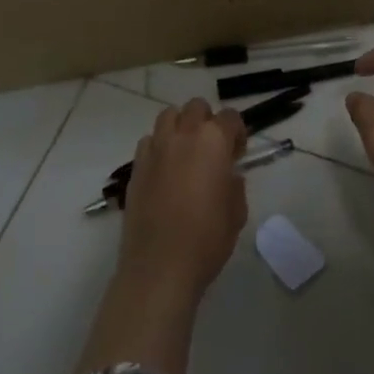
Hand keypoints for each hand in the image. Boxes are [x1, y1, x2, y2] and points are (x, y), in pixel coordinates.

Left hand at [117, 99, 248, 304]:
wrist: (160, 267)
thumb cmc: (207, 240)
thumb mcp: (237, 213)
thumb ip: (235, 185)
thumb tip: (228, 175)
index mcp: (213, 141)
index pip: (230, 117)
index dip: (237, 133)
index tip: (237, 154)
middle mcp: (183, 136)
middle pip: (196, 107)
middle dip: (207, 121)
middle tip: (212, 149)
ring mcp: (155, 148)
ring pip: (168, 116)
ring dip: (180, 126)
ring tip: (185, 153)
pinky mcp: (136, 166)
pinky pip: (148, 141)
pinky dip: (159, 146)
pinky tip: (164, 170)